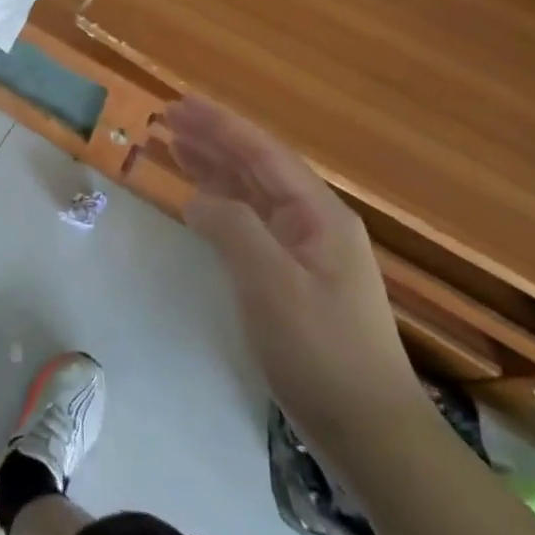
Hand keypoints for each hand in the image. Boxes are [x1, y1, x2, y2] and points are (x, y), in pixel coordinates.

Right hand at [164, 96, 419, 455]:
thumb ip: (232, 228)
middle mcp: (313, 222)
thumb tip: (198, 199)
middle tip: (166, 119)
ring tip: (174, 146)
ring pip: (252, 194)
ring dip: (214, 168)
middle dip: (213, 140)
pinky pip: (251, 225)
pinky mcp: (293, 278)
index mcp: (318, 214)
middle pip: (256, 167)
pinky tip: (199, 200)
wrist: (368, 429)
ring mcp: (305, 251)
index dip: (220, 125)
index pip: (262, 153)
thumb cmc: (321, 351)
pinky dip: (222, 206)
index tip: (179, 105)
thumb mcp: (272, 284)